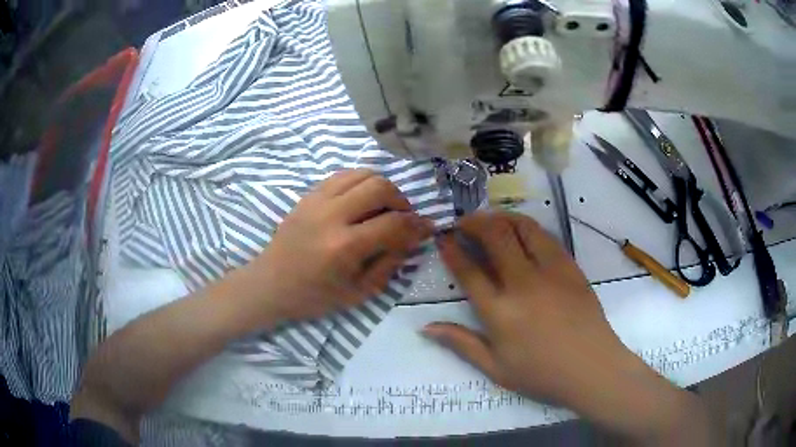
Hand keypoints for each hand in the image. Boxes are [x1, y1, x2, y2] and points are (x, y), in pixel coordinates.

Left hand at [233, 169, 433, 322]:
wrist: (270, 284)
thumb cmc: (314, 296)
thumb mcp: (358, 293)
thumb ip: (389, 263)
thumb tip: (412, 238)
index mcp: (343, 247)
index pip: (393, 224)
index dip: (417, 225)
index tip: (428, 227)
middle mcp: (331, 216)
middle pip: (379, 186)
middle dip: (401, 200)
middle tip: (402, 216)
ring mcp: (316, 200)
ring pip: (362, 173)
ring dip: (382, 187)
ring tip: (383, 206)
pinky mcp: (308, 195)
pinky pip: (343, 175)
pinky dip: (361, 182)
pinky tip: (362, 199)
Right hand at [423, 211, 626, 403]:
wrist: (592, 368)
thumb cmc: (541, 374)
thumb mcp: (495, 369)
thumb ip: (461, 344)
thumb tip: (426, 327)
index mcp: (500, 312)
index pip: (469, 271)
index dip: (452, 249)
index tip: (443, 237)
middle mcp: (523, 283)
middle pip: (495, 237)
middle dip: (474, 222)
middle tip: (464, 222)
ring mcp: (551, 271)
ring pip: (523, 227)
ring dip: (502, 217)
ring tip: (491, 220)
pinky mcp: (570, 267)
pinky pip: (546, 236)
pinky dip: (528, 227)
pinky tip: (522, 233)